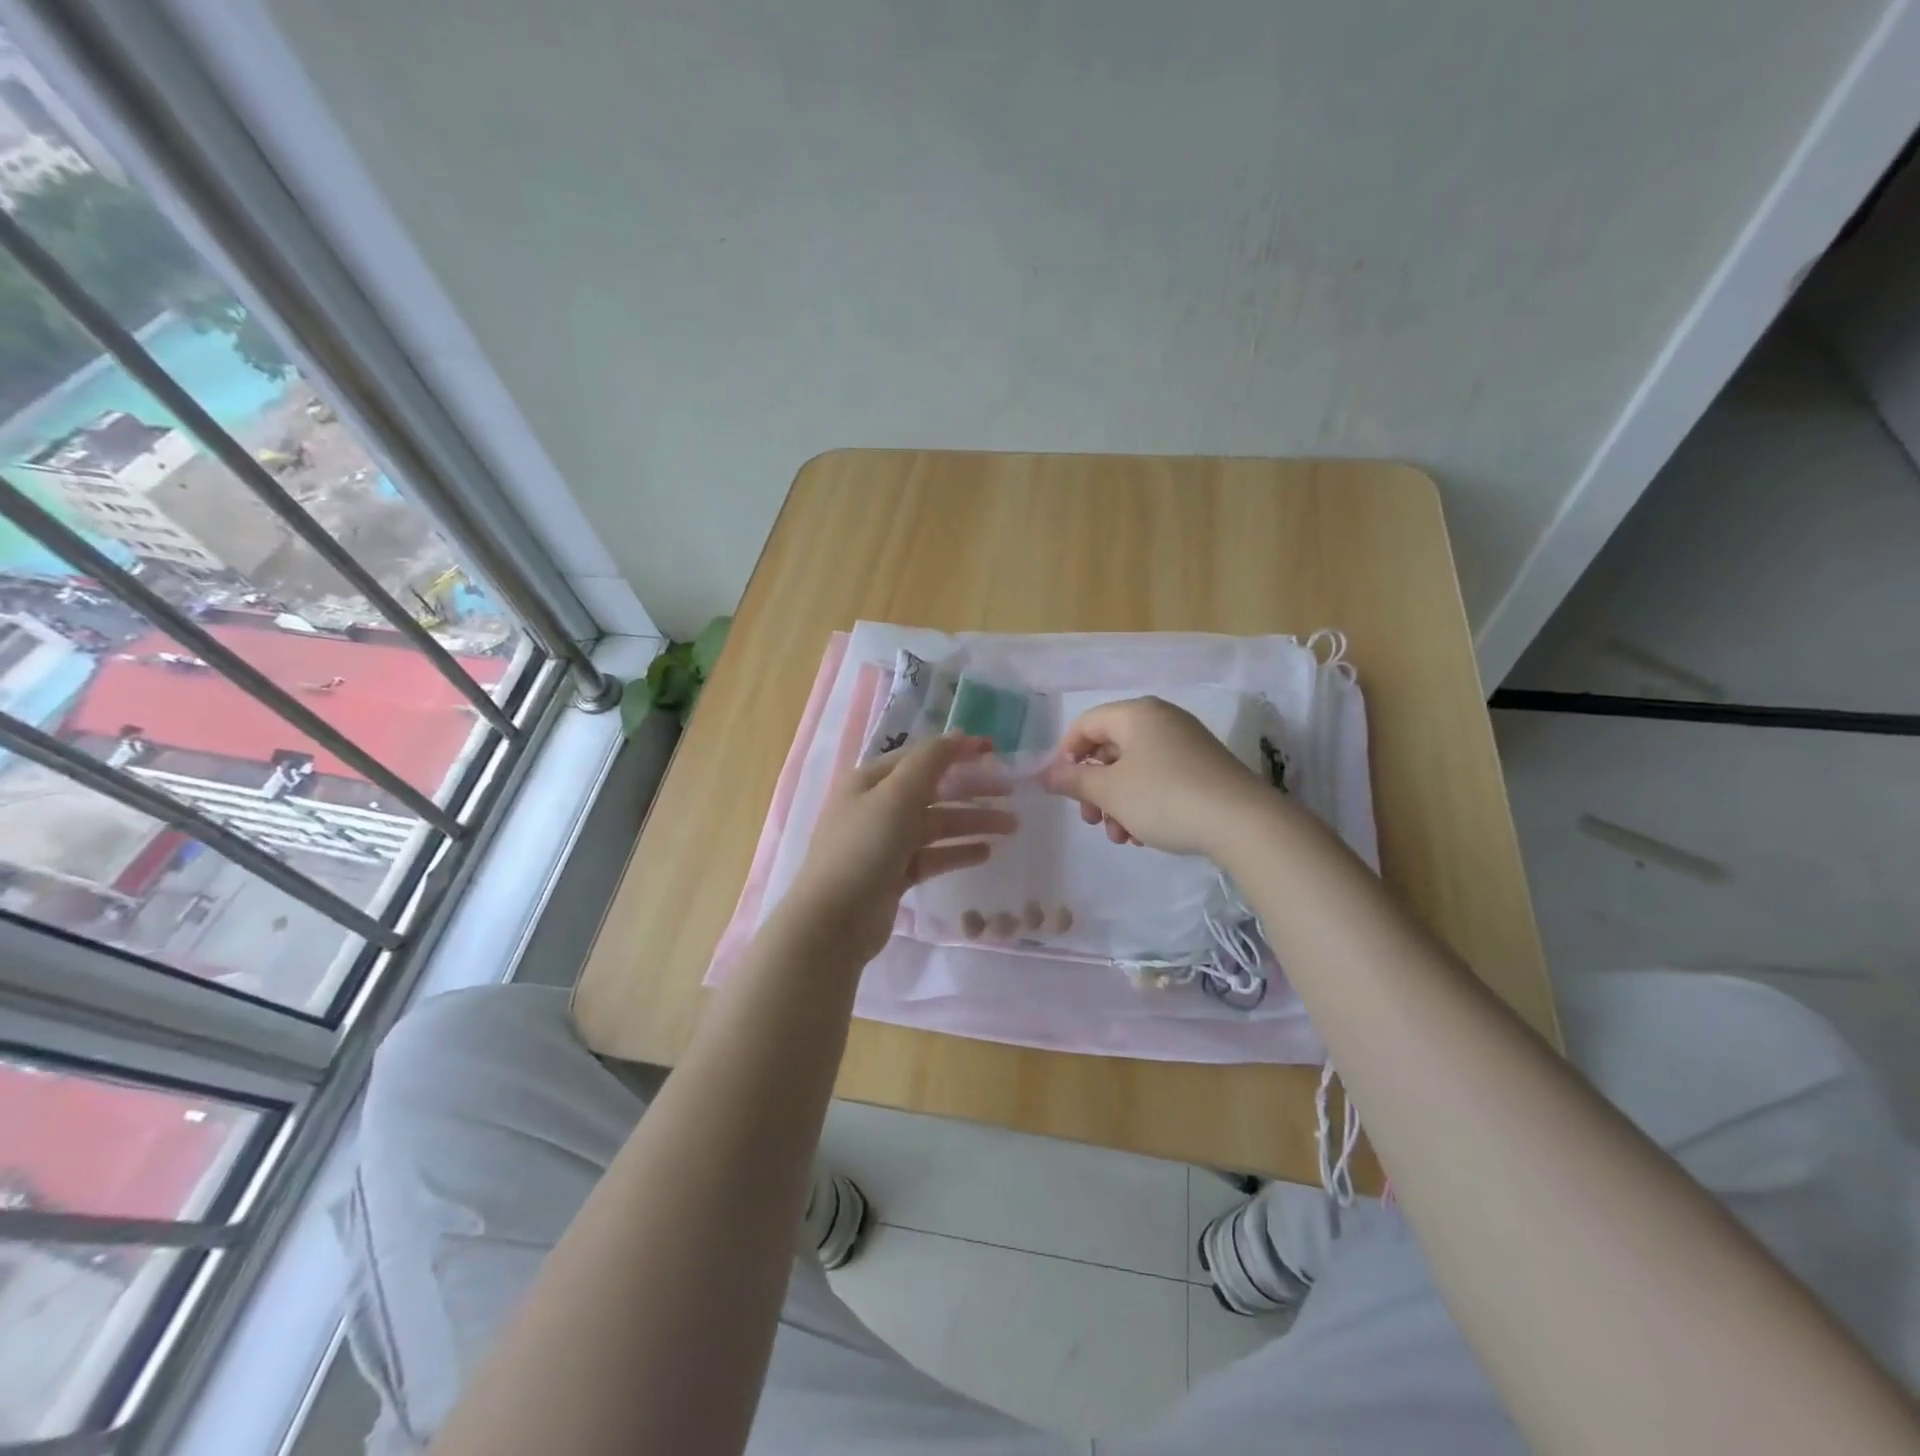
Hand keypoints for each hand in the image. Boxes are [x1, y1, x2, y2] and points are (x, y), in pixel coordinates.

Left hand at [787, 734, 1016, 960]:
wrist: (833, 920)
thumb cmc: (864, 847)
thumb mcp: (897, 795)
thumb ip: (930, 762)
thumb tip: (957, 735)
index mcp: (869, 781)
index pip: (919, 757)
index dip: (956, 751)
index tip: (993, 751)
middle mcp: (876, 807)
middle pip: (932, 791)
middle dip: (971, 790)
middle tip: (1011, 792)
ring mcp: (885, 843)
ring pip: (936, 825)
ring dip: (972, 822)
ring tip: (1011, 826)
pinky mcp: (894, 875)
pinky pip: (932, 856)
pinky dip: (958, 851)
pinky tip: (986, 852)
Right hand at [1041, 696, 1266, 856]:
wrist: (1242, 822)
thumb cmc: (1164, 797)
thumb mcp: (1110, 791)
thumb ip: (1073, 781)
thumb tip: (1046, 775)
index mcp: (1136, 714)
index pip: (1085, 723)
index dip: (1066, 755)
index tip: (1062, 789)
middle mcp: (1161, 719)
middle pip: (1110, 748)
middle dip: (1094, 788)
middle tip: (1090, 820)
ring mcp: (1186, 743)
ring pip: (1134, 769)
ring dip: (1118, 803)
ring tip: (1121, 837)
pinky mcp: (1203, 768)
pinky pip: (1160, 779)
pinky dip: (1144, 803)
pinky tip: (1145, 835)